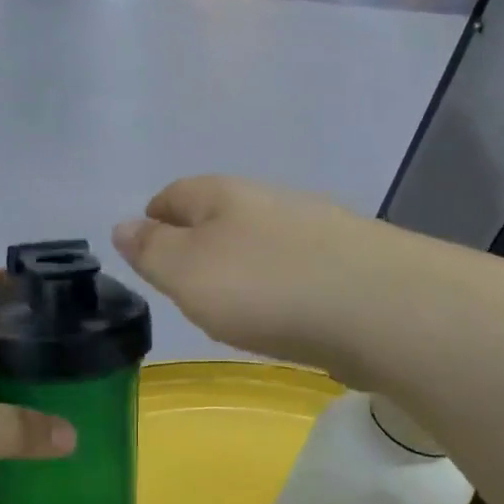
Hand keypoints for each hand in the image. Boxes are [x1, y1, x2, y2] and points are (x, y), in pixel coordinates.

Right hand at [113, 176, 390, 384]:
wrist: (381, 308)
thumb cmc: (264, 288)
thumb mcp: (186, 272)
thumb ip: (151, 250)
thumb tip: (122, 225)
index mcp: (223, 196)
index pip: (175, 194)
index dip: (153, 216)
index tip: (144, 241)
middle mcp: (270, 200)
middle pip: (220, 212)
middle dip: (197, 238)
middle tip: (180, 275)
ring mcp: (315, 228)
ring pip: (260, 238)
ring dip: (240, 260)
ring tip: (228, 296)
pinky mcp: (349, 262)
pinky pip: (295, 266)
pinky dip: (276, 281)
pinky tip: (281, 309)